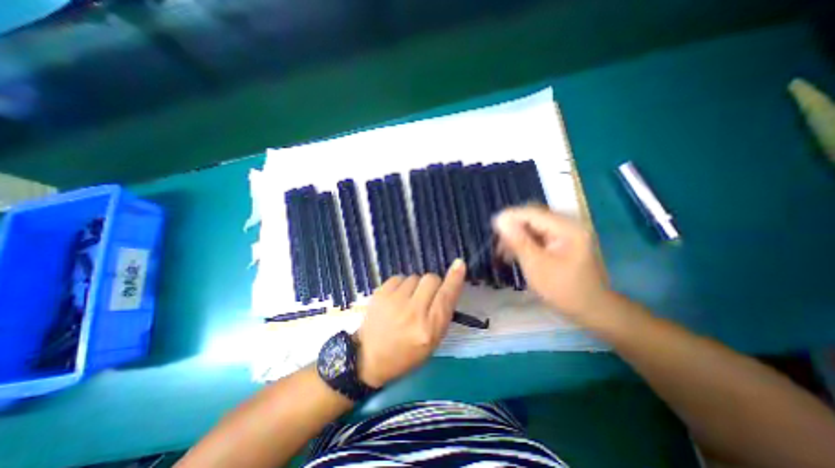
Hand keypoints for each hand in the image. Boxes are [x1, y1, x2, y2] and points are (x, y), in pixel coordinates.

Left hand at [355, 260, 467, 386]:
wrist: (368, 357)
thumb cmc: (406, 353)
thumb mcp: (431, 341)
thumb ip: (441, 313)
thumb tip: (448, 285)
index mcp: (429, 329)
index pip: (446, 297)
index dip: (454, 279)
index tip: (459, 264)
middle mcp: (413, 313)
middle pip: (431, 279)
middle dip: (433, 284)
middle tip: (426, 295)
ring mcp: (394, 301)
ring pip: (415, 276)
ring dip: (415, 285)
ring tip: (407, 300)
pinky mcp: (380, 293)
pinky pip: (399, 277)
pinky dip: (401, 285)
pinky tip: (396, 298)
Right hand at [491, 207, 610, 319]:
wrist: (590, 309)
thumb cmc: (563, 289)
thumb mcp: (536, 265)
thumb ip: (517, 240)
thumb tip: (500, 219)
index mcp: (566, 228)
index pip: (532, 213)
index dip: (509, 217)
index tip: (492, 228)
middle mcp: (567, 224)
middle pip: (532, 218)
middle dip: (513, 228)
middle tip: (498, 245)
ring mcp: (566, 233)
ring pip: (533, 226)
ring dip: (517, 236)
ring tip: (504, 253)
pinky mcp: (562, 241)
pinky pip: (538, 235)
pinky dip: (525, 243)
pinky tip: (516, 254)